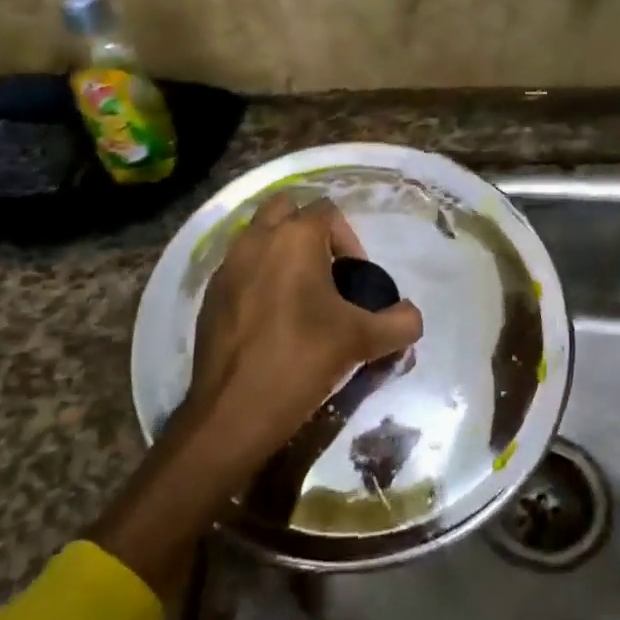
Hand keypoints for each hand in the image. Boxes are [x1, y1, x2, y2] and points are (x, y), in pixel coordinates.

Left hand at [180, 193, 423, 479]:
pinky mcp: (209, 296)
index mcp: (294, 238)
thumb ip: (401, 323)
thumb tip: (410, 316)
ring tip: (300, 297)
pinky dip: (258, 278)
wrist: (233, 411)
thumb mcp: (364, 342)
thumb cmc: (302, 361)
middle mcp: (255, 240)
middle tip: (327, 273)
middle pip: (285, 208)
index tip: (356, 280)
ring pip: (257, 236)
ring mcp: (226, 267)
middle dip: (309, 231)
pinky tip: (271, 321)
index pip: (328, 210)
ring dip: (281, 253)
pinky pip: (239, 269)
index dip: (350, 240)